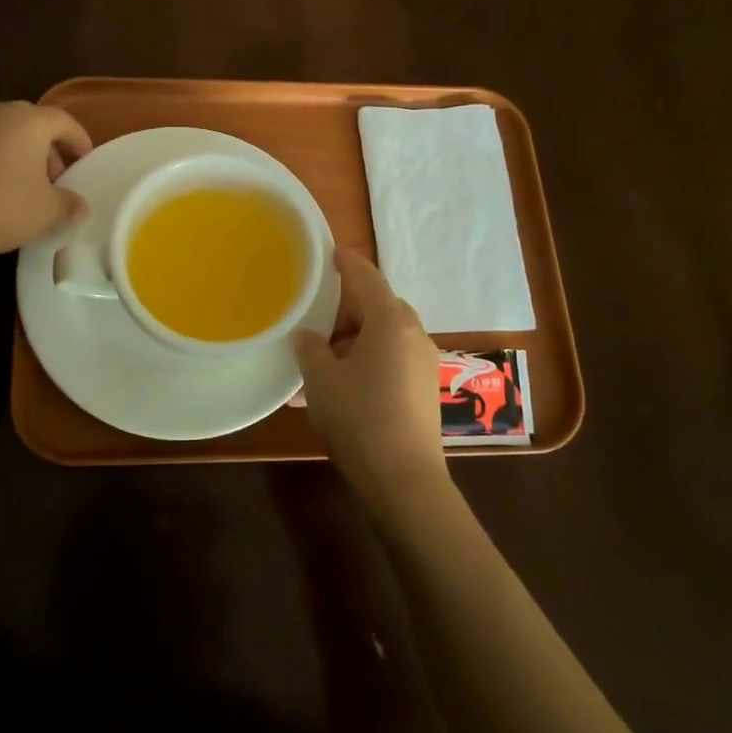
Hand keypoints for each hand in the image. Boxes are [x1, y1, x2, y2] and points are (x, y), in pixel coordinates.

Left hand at [0, 101, 90, 280]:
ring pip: (1, 130)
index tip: (84, 162)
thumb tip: (79, 206)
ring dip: (16, 149)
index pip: (64, 122)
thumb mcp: (49, 211)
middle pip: (31, 122)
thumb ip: (70, 203)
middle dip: (47, 146)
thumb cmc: (3, 209)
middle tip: (54, 177)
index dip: (79, 141)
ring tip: (20, 180)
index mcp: (28, 121)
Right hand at [293, 248, 451, 523]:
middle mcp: (414, 334)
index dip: (347, 262)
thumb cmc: (359, 418)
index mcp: (390, 321)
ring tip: (322, 361)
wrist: (404, 480)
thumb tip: (307, 336)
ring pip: (385, 335)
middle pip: (378, 306)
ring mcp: (424, 362)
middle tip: (315, 320)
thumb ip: (310, 348)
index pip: (366, 277)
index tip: (330, 251)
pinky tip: (342, 387)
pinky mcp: (425, 389)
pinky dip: (368, 361)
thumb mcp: (321, 380)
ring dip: (355, 340)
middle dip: (346, 310)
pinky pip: (393, 360)